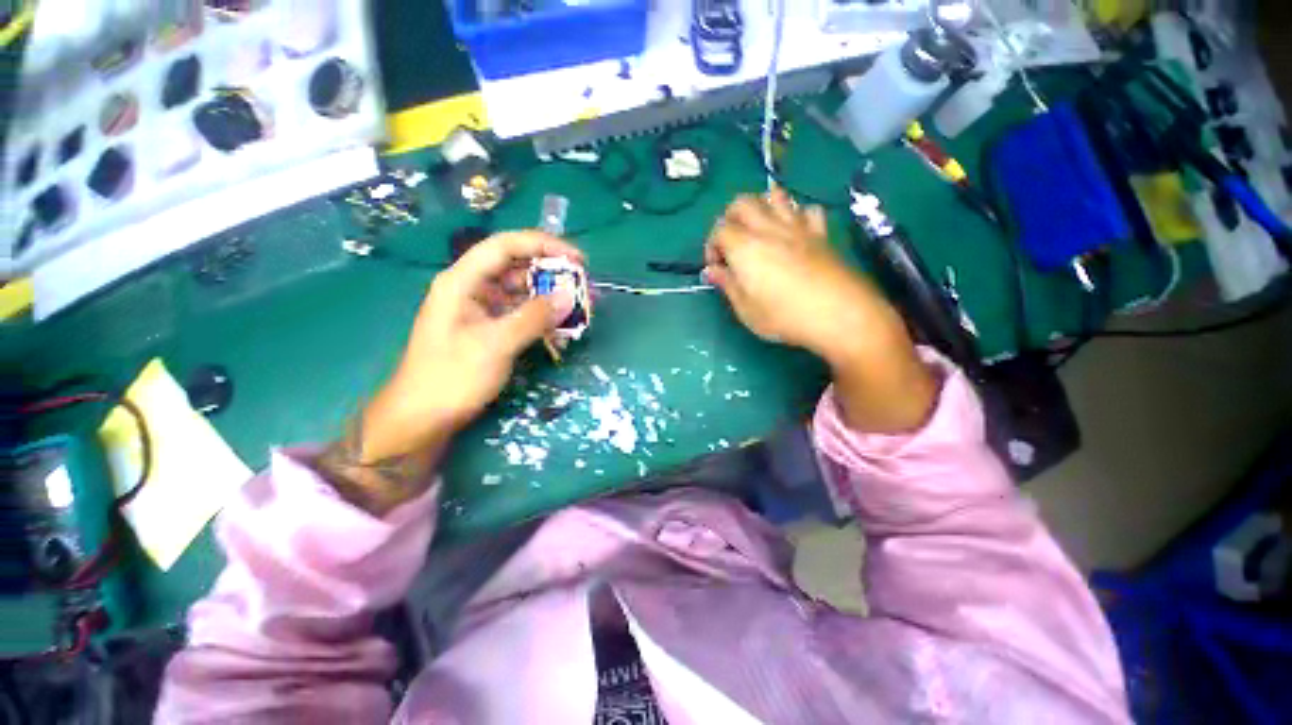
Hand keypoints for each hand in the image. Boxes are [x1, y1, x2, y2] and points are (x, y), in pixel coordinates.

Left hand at [317, 232, 581, 514]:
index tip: (577, 260)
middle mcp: (473, 289)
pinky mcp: (490, 330)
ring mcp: (482, 310)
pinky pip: (521, 315)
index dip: (543, 245)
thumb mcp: (495, 344)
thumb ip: (533, 317)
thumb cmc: (451, 377)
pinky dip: (541, 319)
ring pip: (522, 292)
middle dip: (552, 275)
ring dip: (550, 299)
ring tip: (578, 310)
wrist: (423, 419)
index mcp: (463, 281)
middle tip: (583, 288)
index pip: (505, 246)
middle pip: (517, 267)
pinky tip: (560, 330)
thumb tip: (569, 296)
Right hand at [705, 190, 937, 432]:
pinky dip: (796, 215)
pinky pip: (807, 210)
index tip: (717, 268)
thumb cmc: (785, 317)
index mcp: (745, 247)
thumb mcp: (746, 310)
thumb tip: (712, 270)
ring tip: (760, 232)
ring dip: (761, 208)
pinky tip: (795, 233)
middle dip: (730, 218)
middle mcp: (768, 228)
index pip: (719, 230)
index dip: (712, 246)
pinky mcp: (821, 233)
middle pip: (742, 202)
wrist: (841, 315)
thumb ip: (728, 285)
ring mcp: (798, 227)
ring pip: (774, 196)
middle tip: (732, 244)